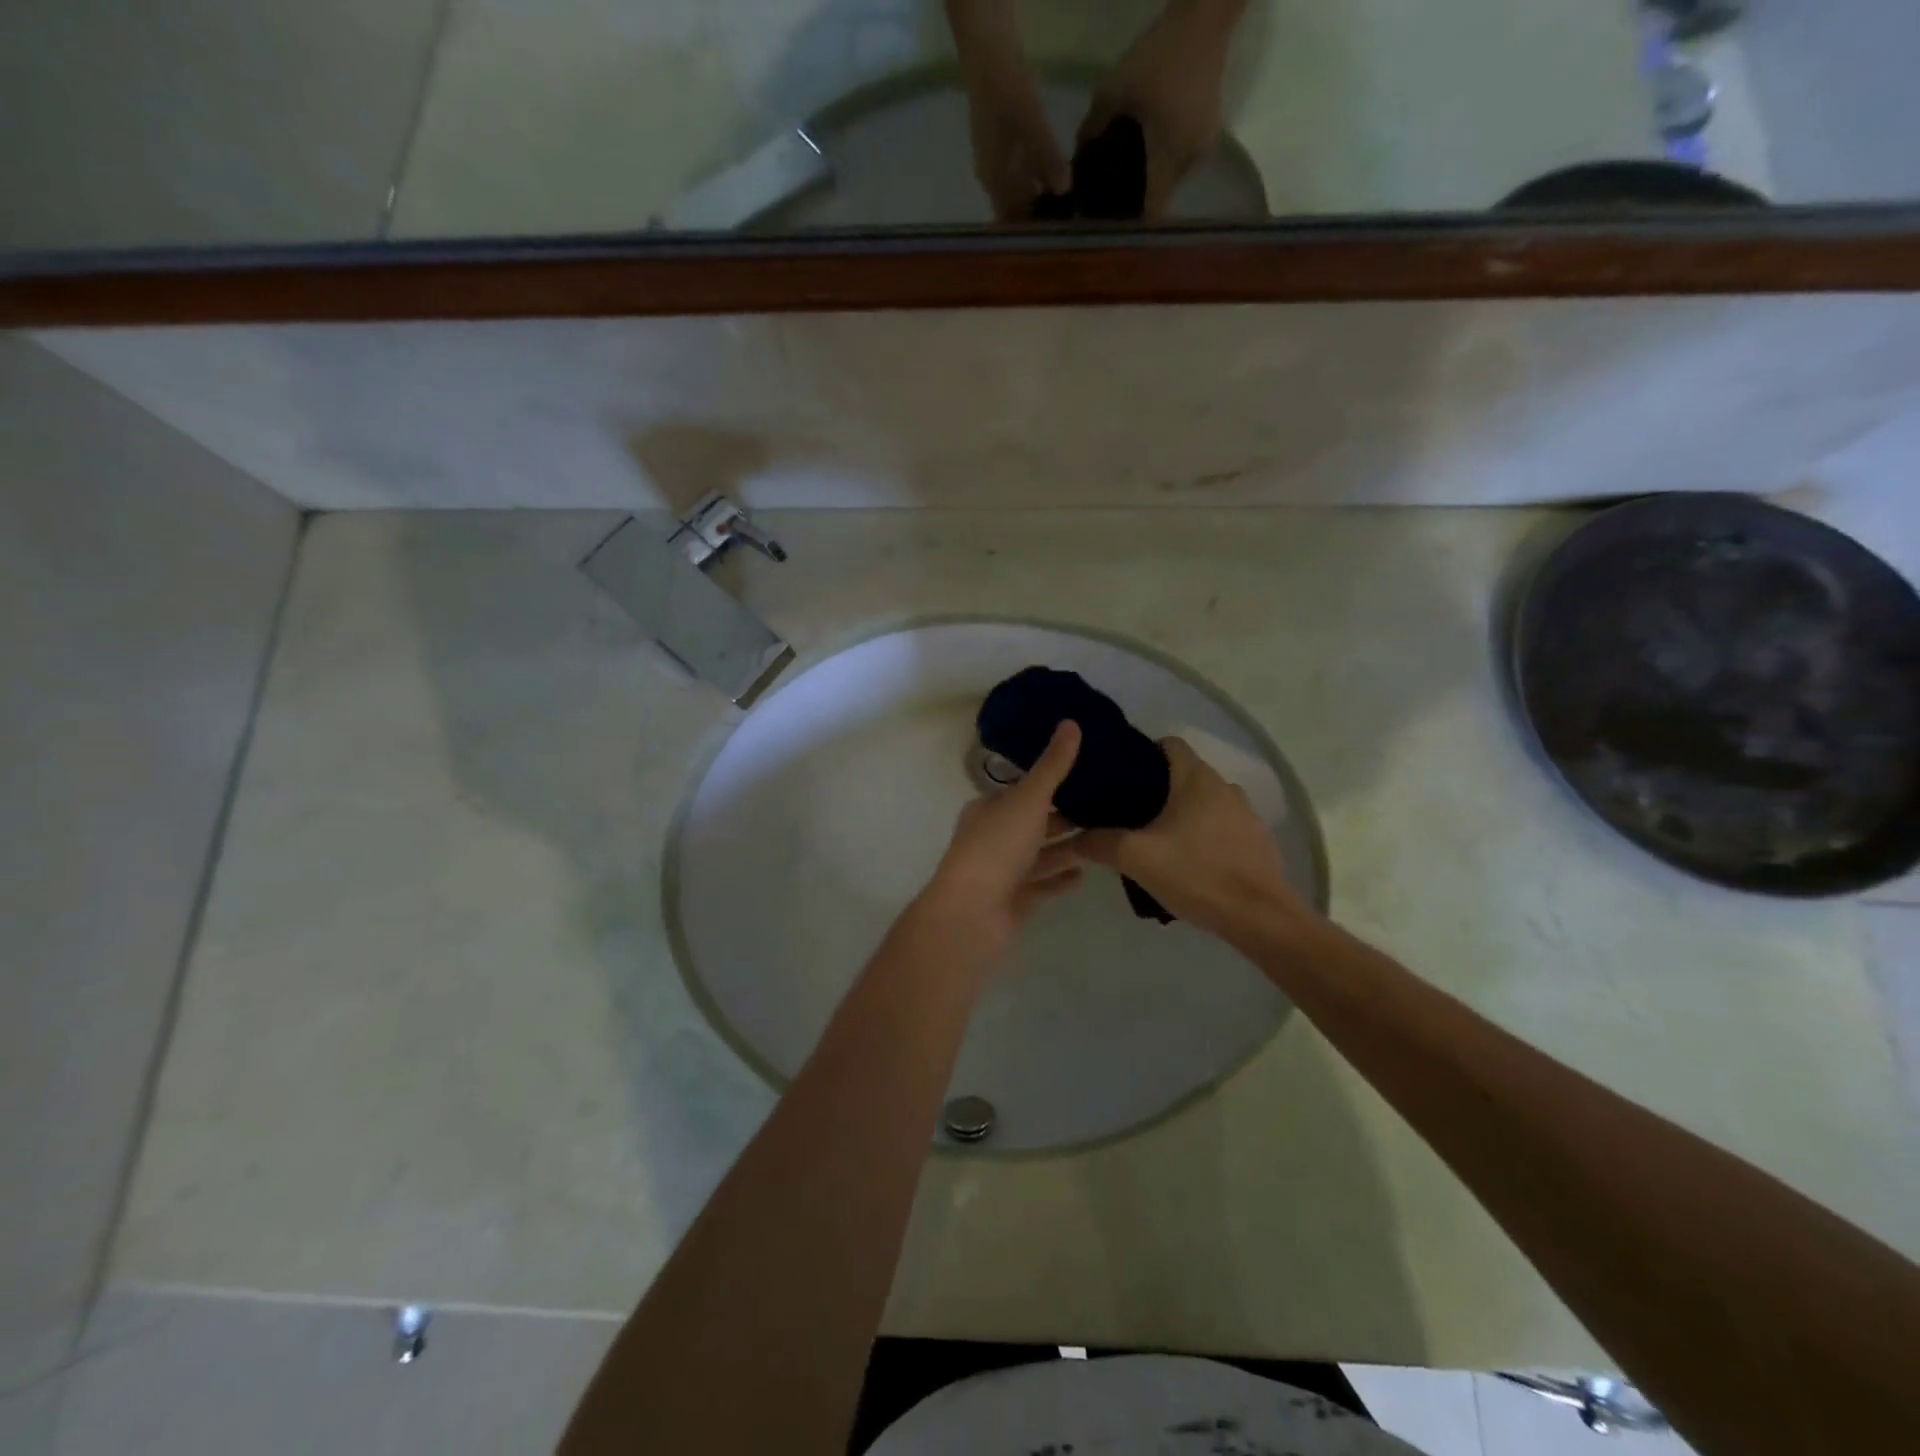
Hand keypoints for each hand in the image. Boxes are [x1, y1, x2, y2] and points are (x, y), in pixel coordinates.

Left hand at [920, 721, 1085, 956]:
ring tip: (1103, 837)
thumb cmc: (997, 846)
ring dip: (1066, 848)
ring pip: (1039, 855)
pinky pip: (1042, 885)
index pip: (1021, 790)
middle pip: (1032, 823)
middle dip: (1062, 816)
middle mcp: (992, 838)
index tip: (1085, 774)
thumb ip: (1053, 765)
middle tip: (1105, 806)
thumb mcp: (1028, 798)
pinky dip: (1060, 879)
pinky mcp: (1014, 901)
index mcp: (988, 809)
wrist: (972, 913)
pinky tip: (1085, 873)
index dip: (1049, 781)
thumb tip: (1071, 721)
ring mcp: (1002, 872)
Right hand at [949, 0, 1069, 217]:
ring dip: (1042, 198)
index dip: (1029, 233)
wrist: (986, 46)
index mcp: (993, 178)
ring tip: (1070, 206)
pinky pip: (1024, 173)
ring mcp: (999, 160)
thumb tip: (1065, 190)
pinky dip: (1040, 179)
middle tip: (1069, 227)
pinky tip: (1061, 177)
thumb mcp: (1030, 121)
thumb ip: (1047, 156)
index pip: (1010, 220)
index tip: (1053, 242)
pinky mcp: (1007, 144)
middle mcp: (993, 176)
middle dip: (1039, 218)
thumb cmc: (1004, 87)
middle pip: (1016, 208)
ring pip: (1021, 191)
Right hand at [1075, 736, 1307, 940]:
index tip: (1120, 777)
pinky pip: (1222, 827)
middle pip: (1184, 774)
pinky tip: (1188, 862)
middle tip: (1127, 813)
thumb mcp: (1136, 858)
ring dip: (1182, 814)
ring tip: (1156, 839)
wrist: (1260, 918)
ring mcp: (1246, 814)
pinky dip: (1204, 835)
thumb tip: (1073, 839)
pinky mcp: (1257, 841)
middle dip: (1156, 789)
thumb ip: (1100, 843)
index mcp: (1196, 779)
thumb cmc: (1196, 874)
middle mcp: (1224, 787)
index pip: (1169, 744)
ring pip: (1204, 802)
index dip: (1143, 754)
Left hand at [1080, 0, 1244, 217]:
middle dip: (1138, 200)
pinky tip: (1149, 146)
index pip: (1151, 213)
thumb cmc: (1157, 56)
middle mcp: (1189, 163)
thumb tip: (1076, 159)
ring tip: (1128, 169)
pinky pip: (1181, 160)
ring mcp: (1202, 148)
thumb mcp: (1112, 91)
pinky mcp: (1209, 131)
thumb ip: (1092, 129)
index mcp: (1168, 160)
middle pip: (1160, 198)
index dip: (1130, 222)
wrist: (1205, 14)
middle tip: (1112, 194)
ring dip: (1152, 180)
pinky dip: (1163, 160)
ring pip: (1171, 180)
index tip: (1110, 221)